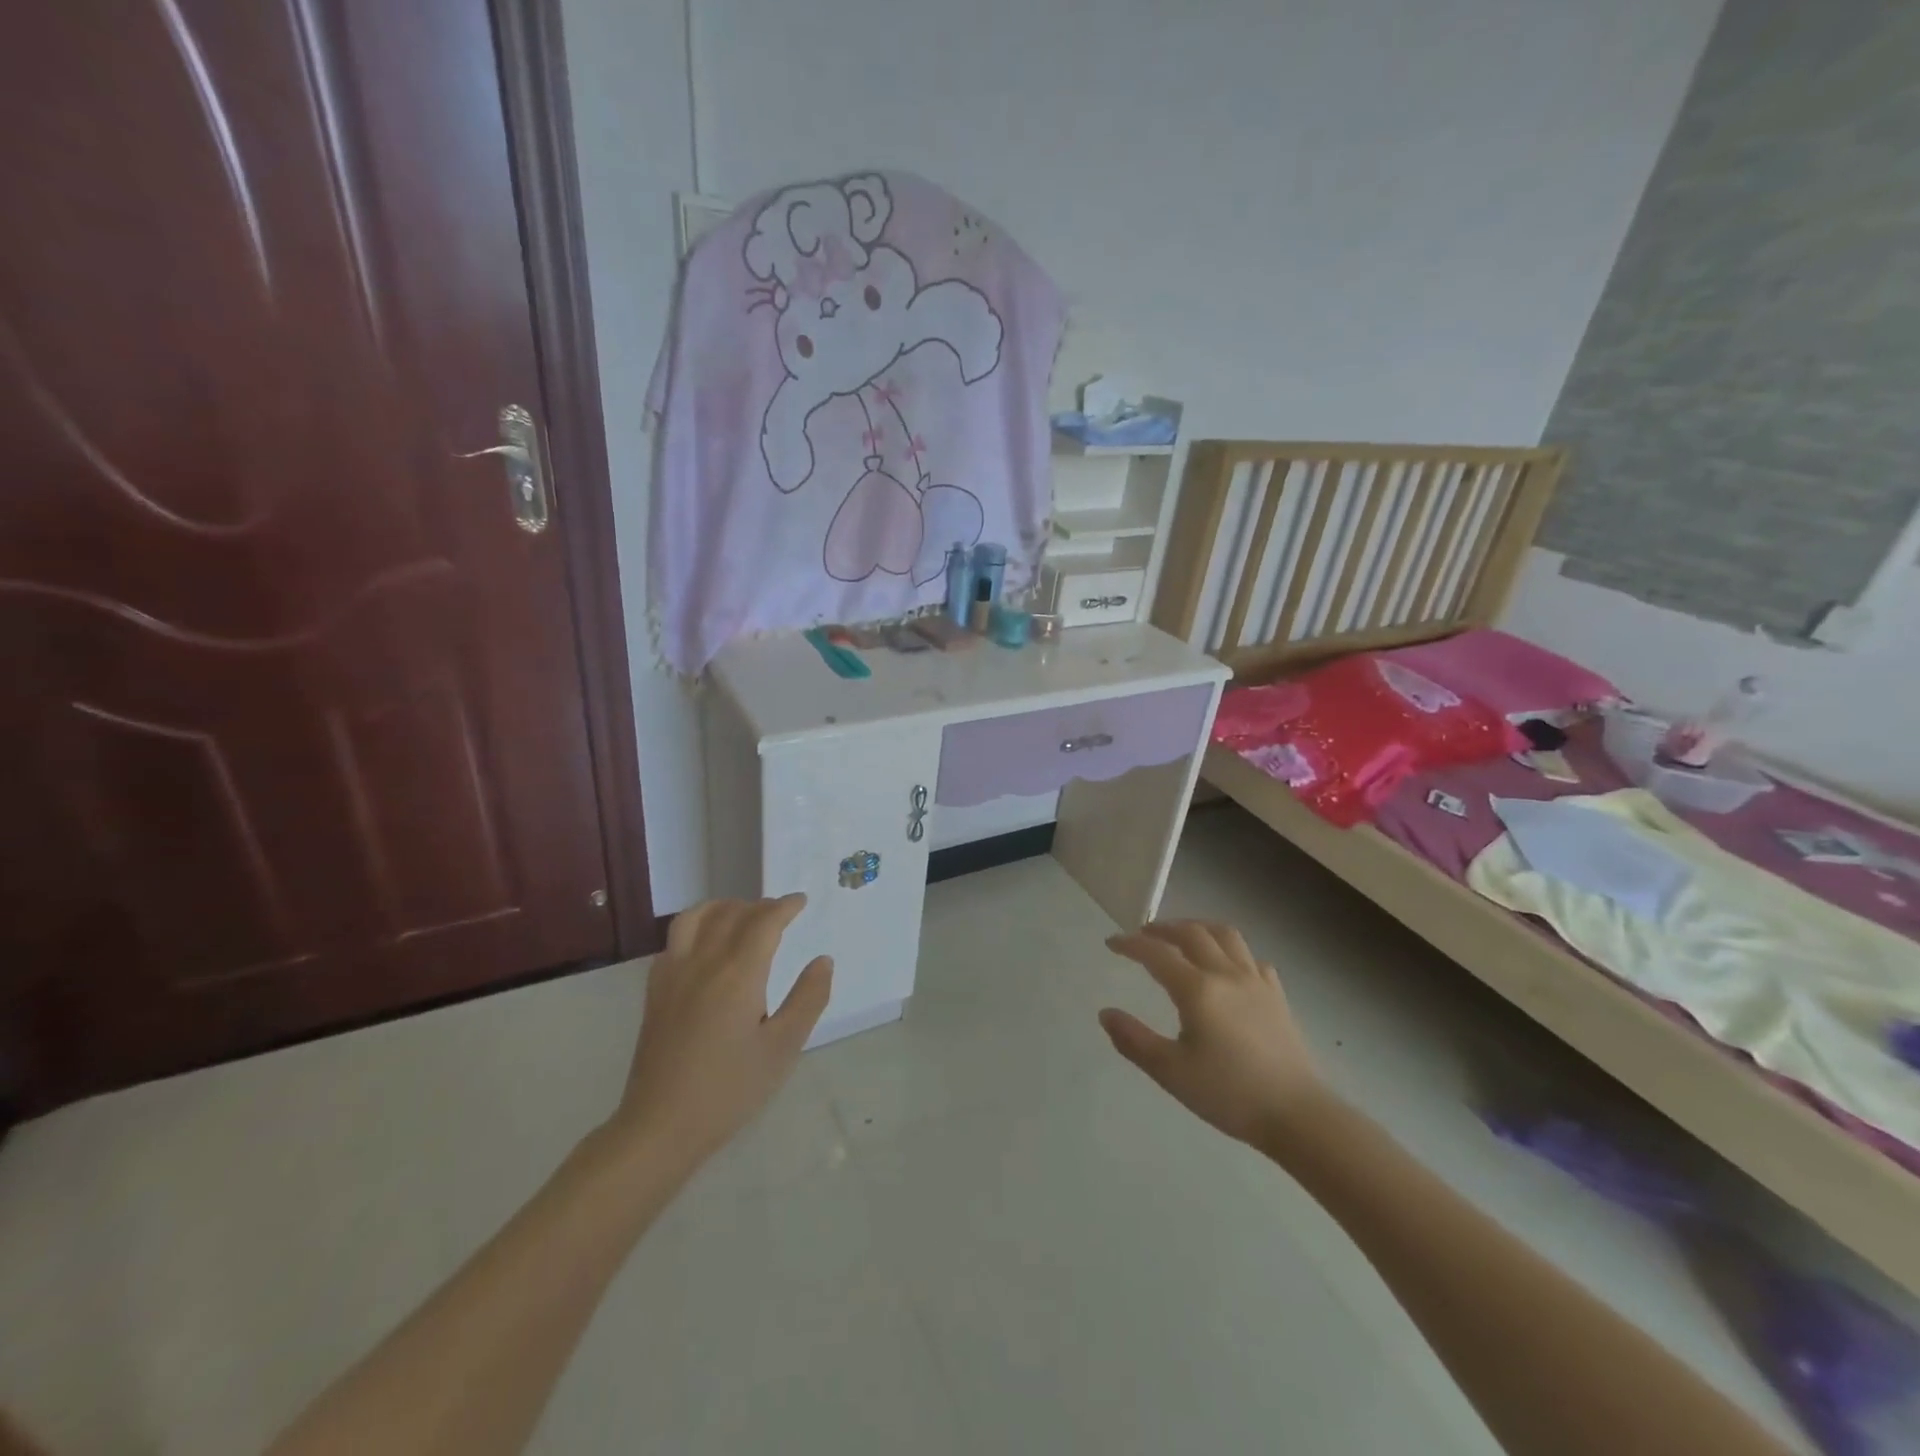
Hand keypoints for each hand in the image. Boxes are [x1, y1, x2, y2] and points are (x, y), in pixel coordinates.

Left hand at [608, 895, 831, 1168]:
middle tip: (780, 912)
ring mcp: (673, 974)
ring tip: (741, 915)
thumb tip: (823, 961)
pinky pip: (674, 940)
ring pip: (695, 917)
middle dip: (759, 906)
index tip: (801, 902)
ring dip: (723, 907)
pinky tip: (706, 946)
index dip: (785, 906)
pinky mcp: (655, 991)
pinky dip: (696, 926)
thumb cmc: (730, 1090)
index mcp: (738, 974)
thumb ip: (808, 999)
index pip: (764, 921)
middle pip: (731, 914)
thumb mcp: (782, 1049)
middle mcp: (703, 963)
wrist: (660, 1127)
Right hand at [1100, 920, 1328, 1147]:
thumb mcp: (1171, 1072)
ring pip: (1226, 936)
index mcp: (1196, 989)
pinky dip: (1232, 952)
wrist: (1297, 1115)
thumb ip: (1134, 1040)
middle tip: (1143, 934)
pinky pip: (1252, 959)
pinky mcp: (1277, 996)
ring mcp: (1256, 981)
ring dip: (1198, 928)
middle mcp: (1226, 974)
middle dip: (1163, 928)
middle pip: (1192, 932)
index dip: (1130, 944)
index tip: (1111, 943)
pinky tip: (1228, 968)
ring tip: (1183, 936)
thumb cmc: (1228, 1094)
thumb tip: (1106, 1013)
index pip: (1156, 953)